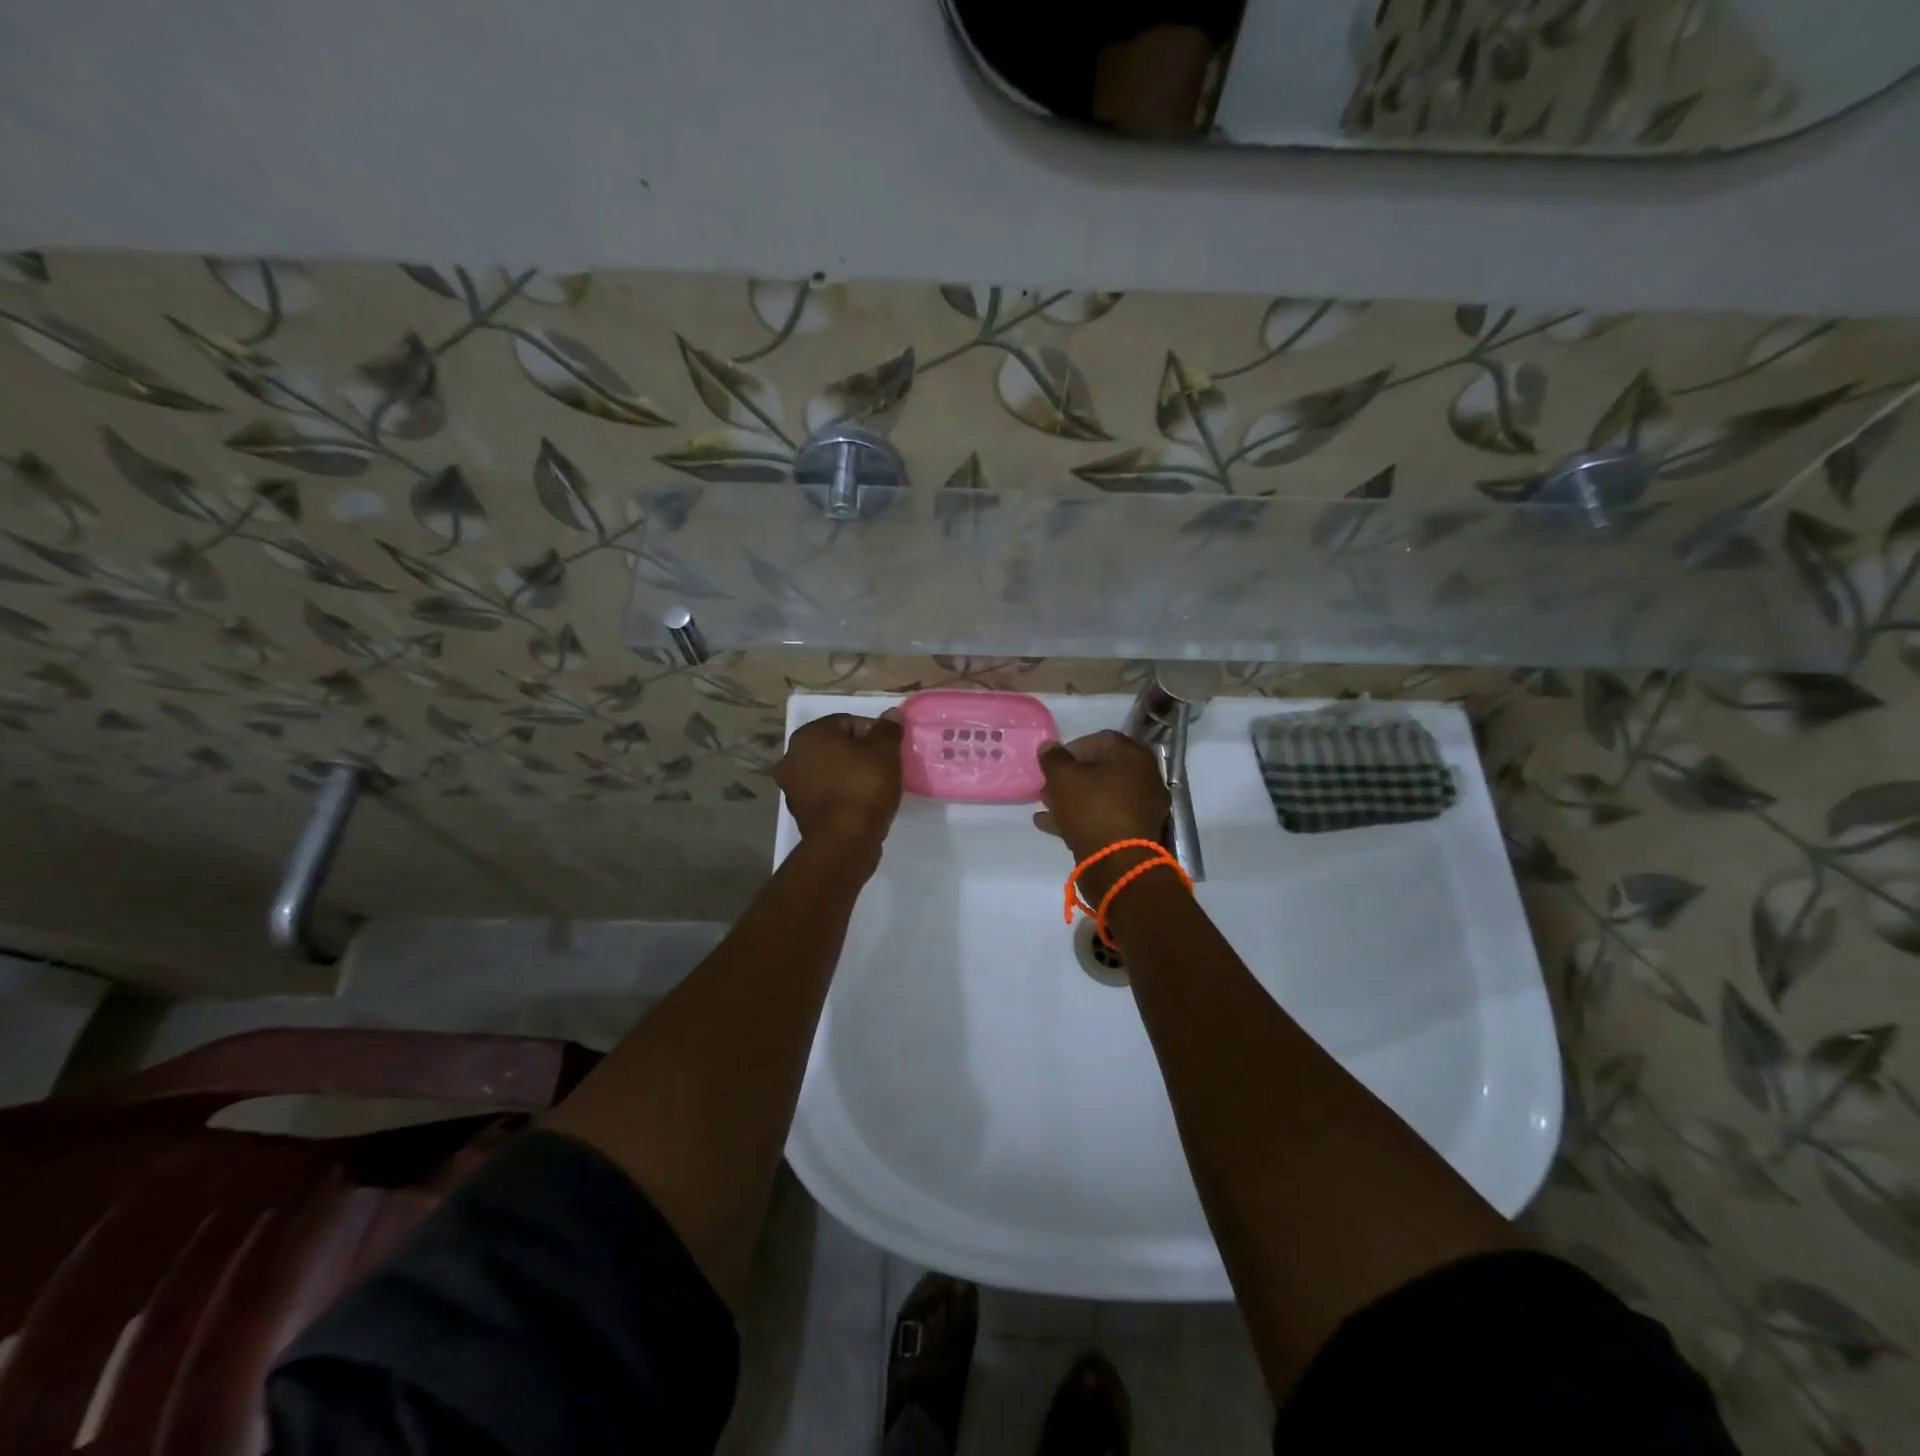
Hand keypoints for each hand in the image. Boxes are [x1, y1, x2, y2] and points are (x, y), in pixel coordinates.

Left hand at [776, 711, 904, 864]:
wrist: (844, 841)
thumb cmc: (864, 787)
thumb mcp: (885, 752)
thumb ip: (888, 729)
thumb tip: (891, 714)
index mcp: (809, 735)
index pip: (847, 722)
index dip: (873, 733)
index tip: (890, 750)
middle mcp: (792, 757)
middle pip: (836, 747)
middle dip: (859, 754)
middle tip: (884, 767)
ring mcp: (792, 787)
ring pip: (829, 771)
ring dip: (849, 774)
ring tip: (874, 787)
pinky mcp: (799, 812)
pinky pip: (826, 793)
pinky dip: (841, 794)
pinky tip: (861, 804)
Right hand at [1034, 731, 1169, 863]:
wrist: (1117, 864)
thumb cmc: (1091, 809)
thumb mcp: (1063, 778)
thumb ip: (1053, 758)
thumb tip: (1049, 746)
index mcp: (1134, 757)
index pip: (1102, 739)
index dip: (1073, 747)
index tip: (1053, 761)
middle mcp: (1145, 779)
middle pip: (1102, 769)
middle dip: (1071, 776)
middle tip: (1048, 785)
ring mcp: (1143, 808)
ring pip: (1102, 796)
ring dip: (1073, 798)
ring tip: (1046, 805)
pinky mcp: (1135, 834)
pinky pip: (1105, 817)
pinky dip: (1081, 818)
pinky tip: (1051, 825)